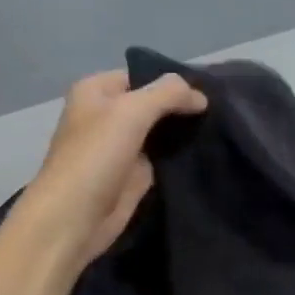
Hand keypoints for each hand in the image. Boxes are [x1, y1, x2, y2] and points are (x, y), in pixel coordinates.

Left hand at [22, 69, 206, 265]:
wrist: (75, 217)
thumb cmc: (96, 156)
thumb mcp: (132, 112)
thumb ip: (168, 94)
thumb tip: (201, 96)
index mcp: (96, 91)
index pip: (142, 76)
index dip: (173, 82)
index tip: (208, 91)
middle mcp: (107, 115)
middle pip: (153, 103)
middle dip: (182, 106)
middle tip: (220, 110)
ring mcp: (121, 146)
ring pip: (160, 131)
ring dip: (184, 132)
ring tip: (219, 128)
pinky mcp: (134, 174)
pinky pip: (163, 157)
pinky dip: (181, 156)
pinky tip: (207, 152)